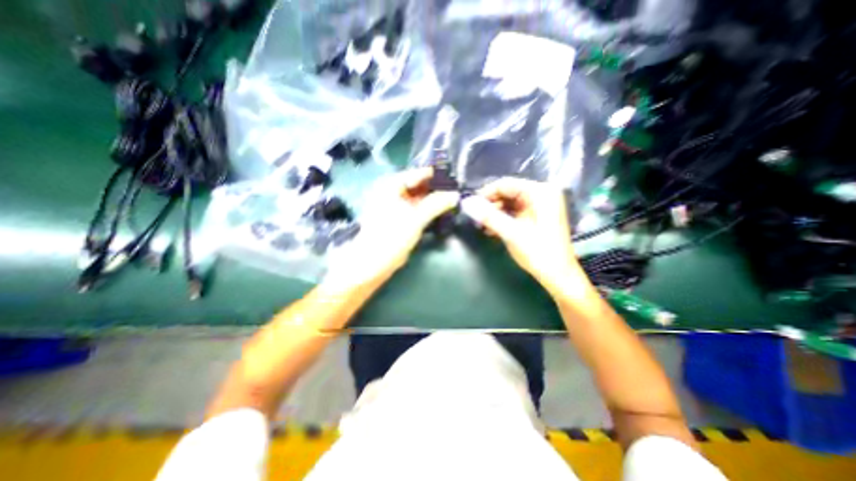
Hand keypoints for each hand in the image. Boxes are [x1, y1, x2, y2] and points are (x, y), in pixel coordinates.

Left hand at [321, 168, 458, 290]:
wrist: (374, 261)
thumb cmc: (392, 236)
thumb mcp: (416, 218)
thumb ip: (436, 204)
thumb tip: (455, 195)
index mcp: (391, 186)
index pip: (417, 174)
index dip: (435, 176)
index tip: (454, 178)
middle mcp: (391, 192)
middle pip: (417, 185)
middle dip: (435, 188)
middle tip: (455, 190)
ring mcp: (394, 205)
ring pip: (417, 197)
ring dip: (432, 199)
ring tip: (451, 199)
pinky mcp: (397, 218)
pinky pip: (415, 208)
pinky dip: (426, 209)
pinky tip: (439, 211)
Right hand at [462, 178, 581, 295]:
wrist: (558, 275)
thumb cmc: (538, 253)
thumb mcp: (511, 233)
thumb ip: (489, 216)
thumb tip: (467, 203)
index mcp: (540, 192)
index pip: (506, 184)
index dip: (486, 193)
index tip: (471, 206)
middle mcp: (542, 193)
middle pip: (508, 192)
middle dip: (490, 205)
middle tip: (476, 219)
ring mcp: (541, 204)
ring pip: (509, 202)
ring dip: (495, 213)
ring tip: (482, 227)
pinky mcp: (538, 215)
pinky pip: (515, 211)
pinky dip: (503, 218)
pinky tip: (492, 229)